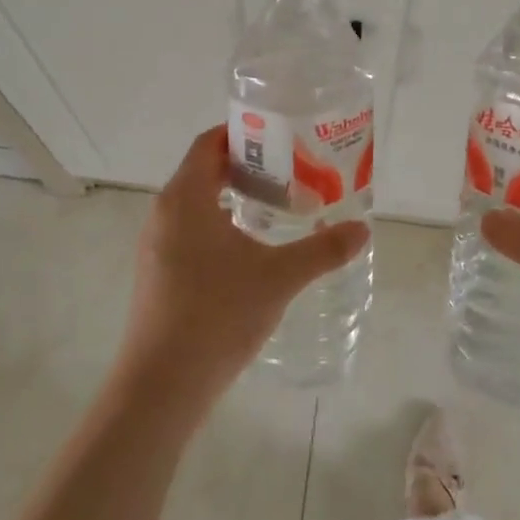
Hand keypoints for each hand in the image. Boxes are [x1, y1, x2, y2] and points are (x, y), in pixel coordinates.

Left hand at [116, 127, 368, 410]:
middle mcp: (164, 213)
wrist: (161, 386)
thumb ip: (323, 250)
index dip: (243, 133)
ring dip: (233, 195)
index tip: (281, 135)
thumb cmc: (216, 315)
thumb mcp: (279, 278)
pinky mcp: (158, 273)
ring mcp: (156, 245)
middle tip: (291, 168)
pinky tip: (251, 248)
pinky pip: (190, 229)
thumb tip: (362, 229)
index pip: (209, 143)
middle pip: (204, 169)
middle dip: (246, 165)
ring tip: (278, 204)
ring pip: (197, 202)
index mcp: (185, 198)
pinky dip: (220, 223)